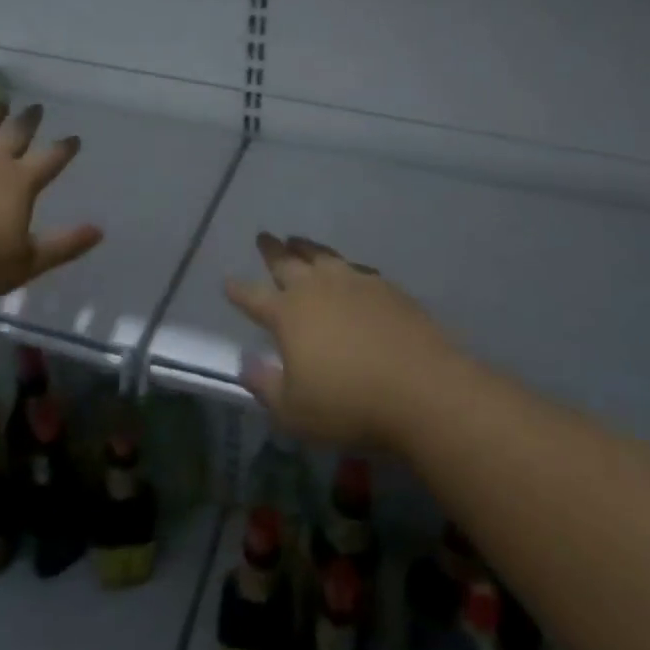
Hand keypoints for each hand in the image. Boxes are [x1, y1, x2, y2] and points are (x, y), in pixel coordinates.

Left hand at [0, 103, 103, 306]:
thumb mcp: (23, 264)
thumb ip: (62, 246)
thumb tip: (99, 230)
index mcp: (19, 183)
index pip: (50, 160)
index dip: (64, 149)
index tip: (74, 138)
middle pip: (15, 134)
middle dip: (28, 120)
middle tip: (36, 106)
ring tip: (0, 103)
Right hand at [226, 233, 461, 451]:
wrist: (422, 389)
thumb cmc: (350, 406)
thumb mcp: (294, 412)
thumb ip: (265, 386)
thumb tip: (245, 362)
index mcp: (288, 314)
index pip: (253, 297)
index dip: (238, 290)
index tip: (227, 282)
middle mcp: (317, 288)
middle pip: (287, 262)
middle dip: (272, 250)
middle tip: (263, 237)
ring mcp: (354, 282)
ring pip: (322, 255)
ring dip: (306, 247)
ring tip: (297, 240)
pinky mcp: (386, 287)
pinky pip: (356, 268)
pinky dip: (343, 265)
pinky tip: (347, 270)